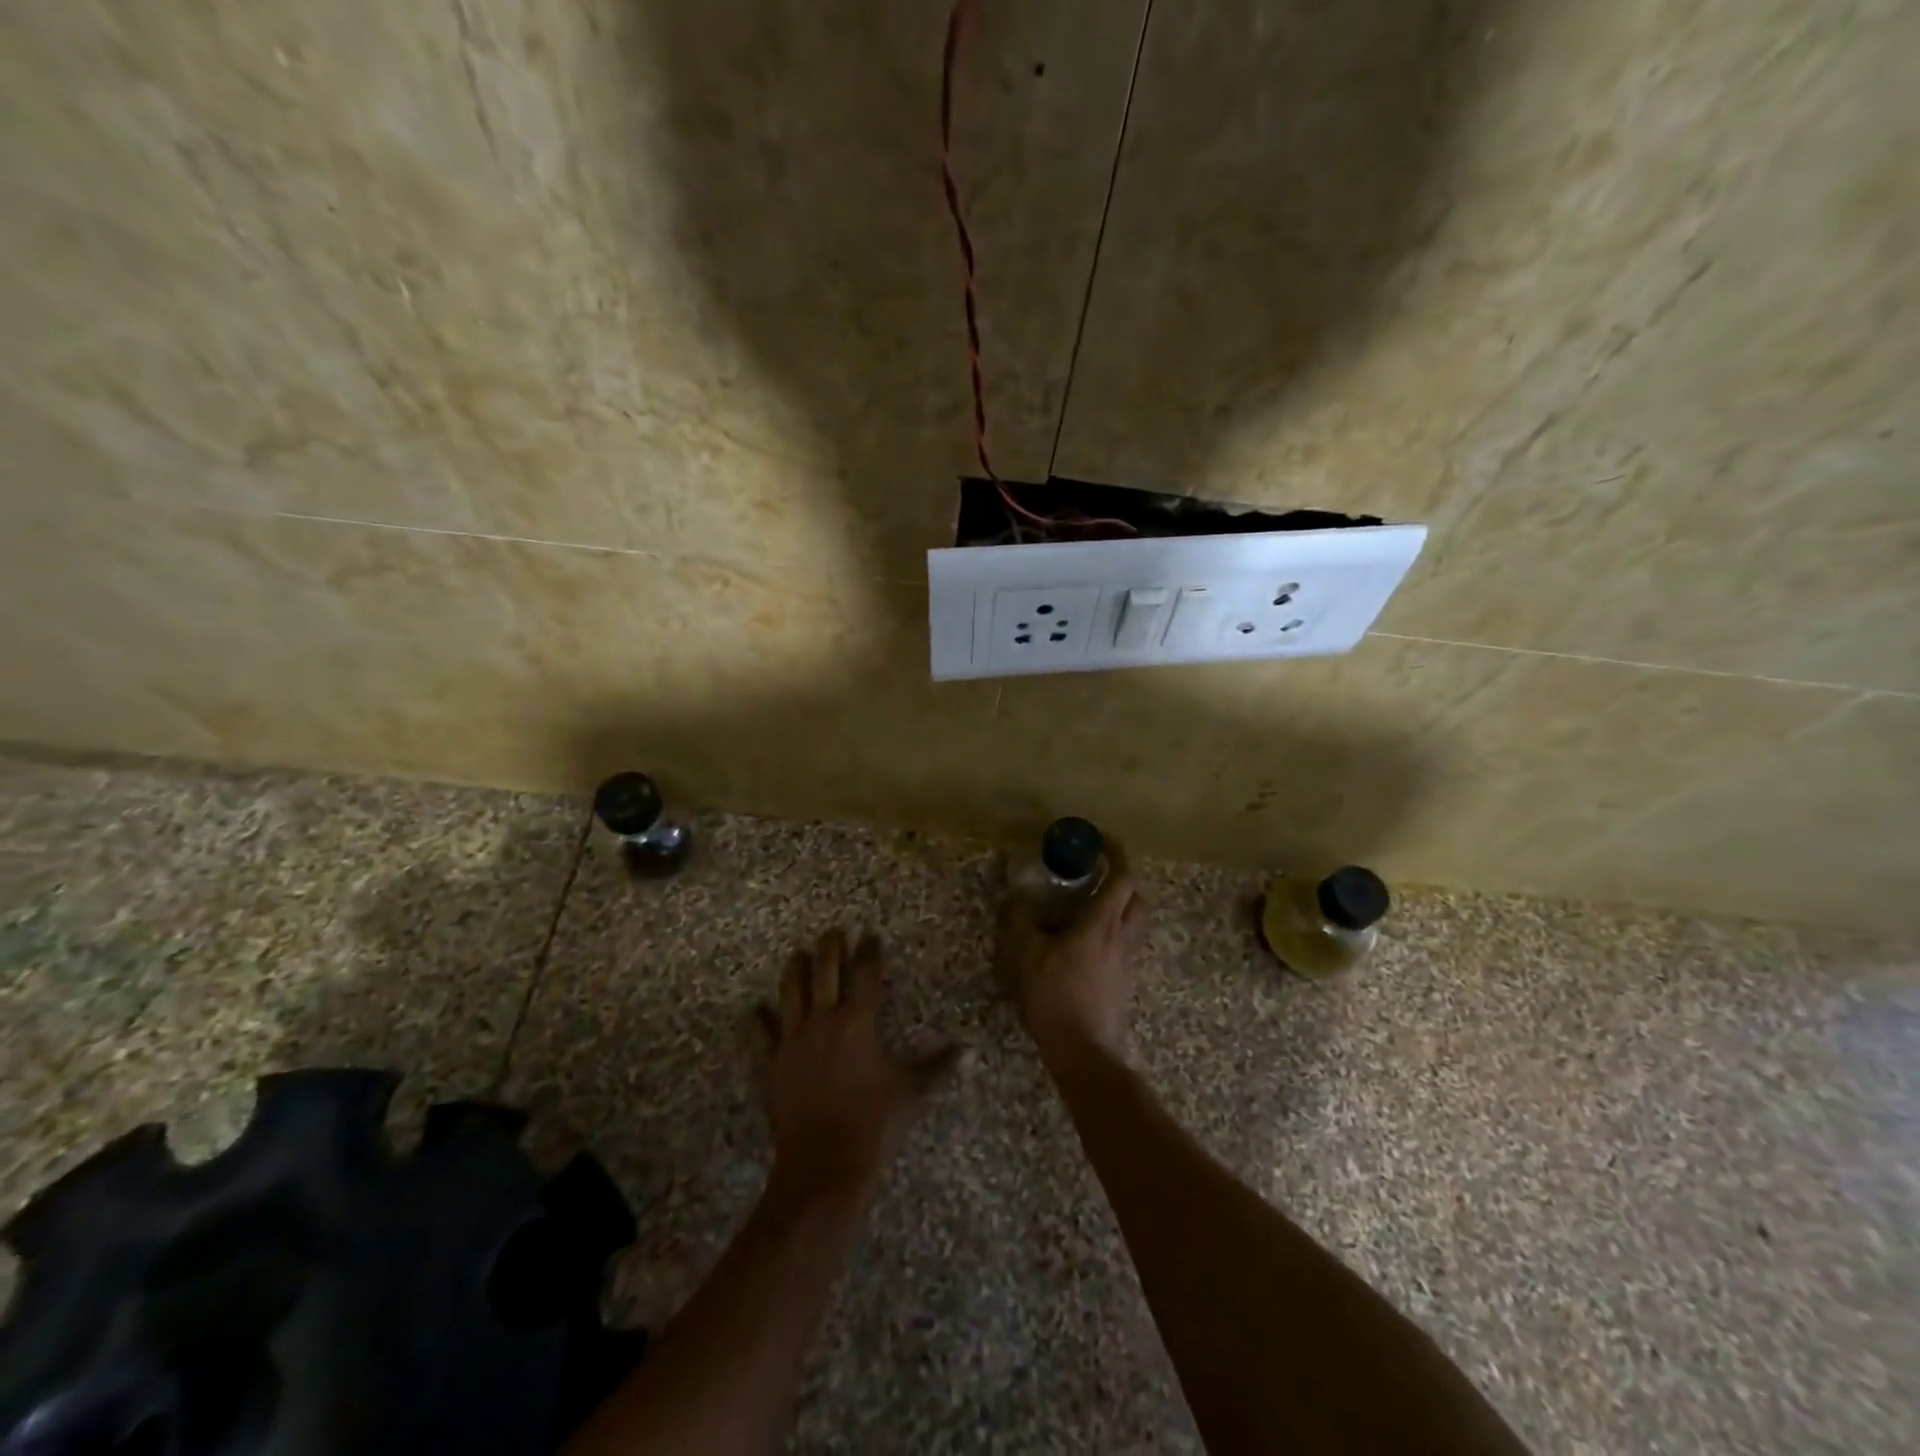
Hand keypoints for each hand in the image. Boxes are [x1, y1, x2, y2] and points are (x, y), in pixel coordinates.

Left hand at [755, 930, 960, 1201]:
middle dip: (831, 947)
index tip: (871, 936)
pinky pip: (760, 1034)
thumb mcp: (913, 1092)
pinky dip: (757, 1020)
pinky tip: (754, 1009)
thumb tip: (972, 1052)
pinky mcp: (772, 1063)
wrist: (824, 1164)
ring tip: (799, 954)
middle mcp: (824, 1020)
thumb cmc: (874, 1123)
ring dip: (796, 969)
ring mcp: (793, 1040)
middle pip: (825, 970)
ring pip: (791, 991)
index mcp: (858, 1022)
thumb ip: (940, 1067)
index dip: (869, 952)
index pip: (865, 974)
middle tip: (834, 932)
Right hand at [1008, 857, 1147, 1065]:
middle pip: (1138, 897)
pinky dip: (1112, 930)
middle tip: (1098, 874)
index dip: (1116, 854)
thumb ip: (1022, 922)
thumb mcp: (1028, 956)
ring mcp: (1126, 960)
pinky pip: (1124, 943)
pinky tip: (1085, 941)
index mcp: (1101, 923)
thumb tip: (1017, 897)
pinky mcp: (1123, 980)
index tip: (1101, 840)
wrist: (1085, 1052)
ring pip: (1135, 921)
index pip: (1122, 878)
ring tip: (1090, 905)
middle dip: (1124, 879)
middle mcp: (1121, 936)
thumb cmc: (1056, 998)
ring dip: (1121, 905)